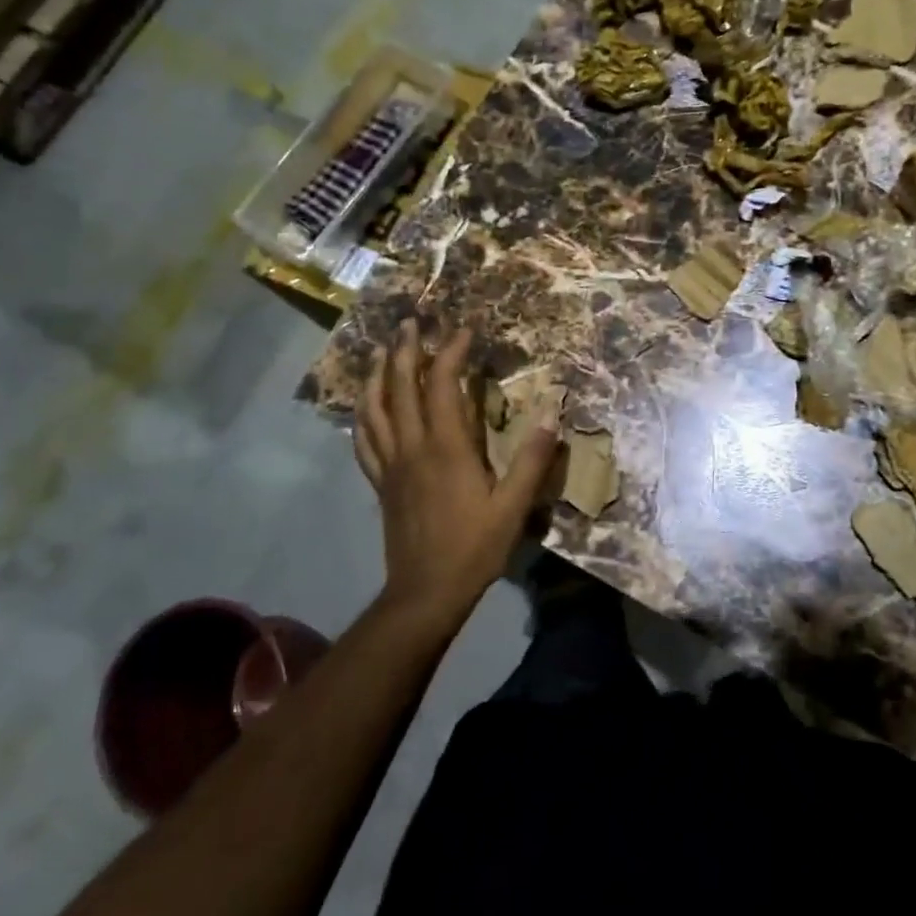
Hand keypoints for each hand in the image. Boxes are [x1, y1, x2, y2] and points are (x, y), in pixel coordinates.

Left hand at [354, 320, 560, 620]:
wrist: (425, 593)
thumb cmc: (474, 548)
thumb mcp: (513, 506)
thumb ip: (532, 459)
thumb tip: (552, 412)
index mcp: (446, 447)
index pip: (442, 384)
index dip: (450, 351)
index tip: (464, 330)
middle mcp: (412, 446)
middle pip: (399, 386)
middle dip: (404, 349)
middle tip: (410, 322)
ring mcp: (390, 464)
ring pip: (373, 408)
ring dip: (376, 374)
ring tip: (381, 352)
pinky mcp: (380, 483)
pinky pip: (364, 440)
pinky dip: (363, 415)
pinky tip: (366, 406)